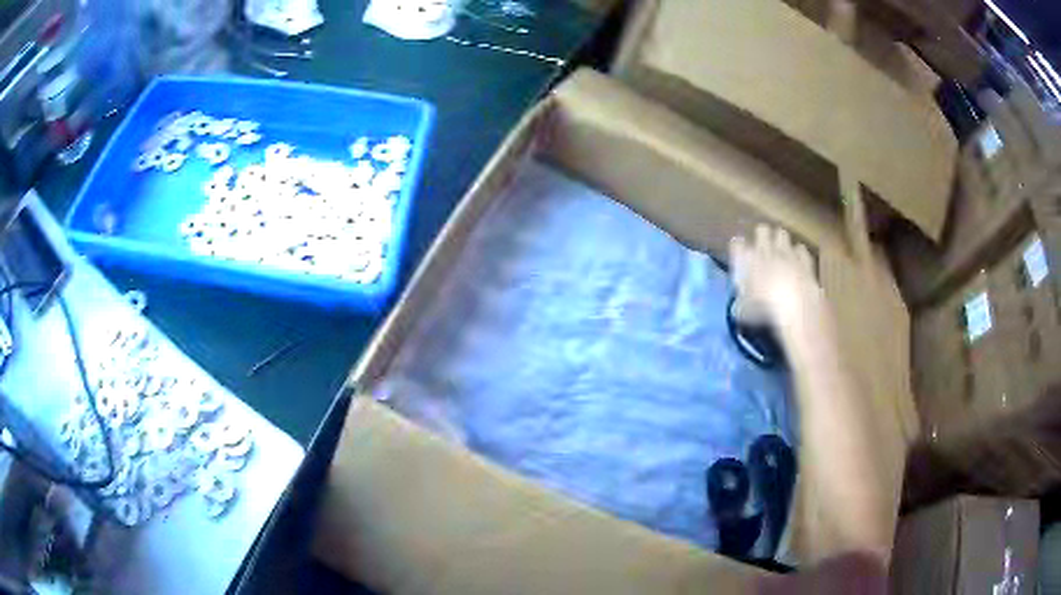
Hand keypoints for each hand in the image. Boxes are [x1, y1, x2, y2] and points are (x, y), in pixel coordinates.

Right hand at [729, 224, 821, 328]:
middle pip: (761, 230)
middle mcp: (766, 250)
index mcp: (747, 260)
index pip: (737, 244)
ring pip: (782, 234)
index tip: (740, 255)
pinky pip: (800, 249)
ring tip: (780, 252)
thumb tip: (739, 307)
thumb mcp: (744, 312)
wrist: (796, 306)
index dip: (738, 248)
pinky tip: (798, 261)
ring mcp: (787, 252)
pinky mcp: (804, 259)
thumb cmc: (765, 308)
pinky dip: (799, 253)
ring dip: (780, 241)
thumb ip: (740, 304)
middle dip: (762, 236)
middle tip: (762, 248)